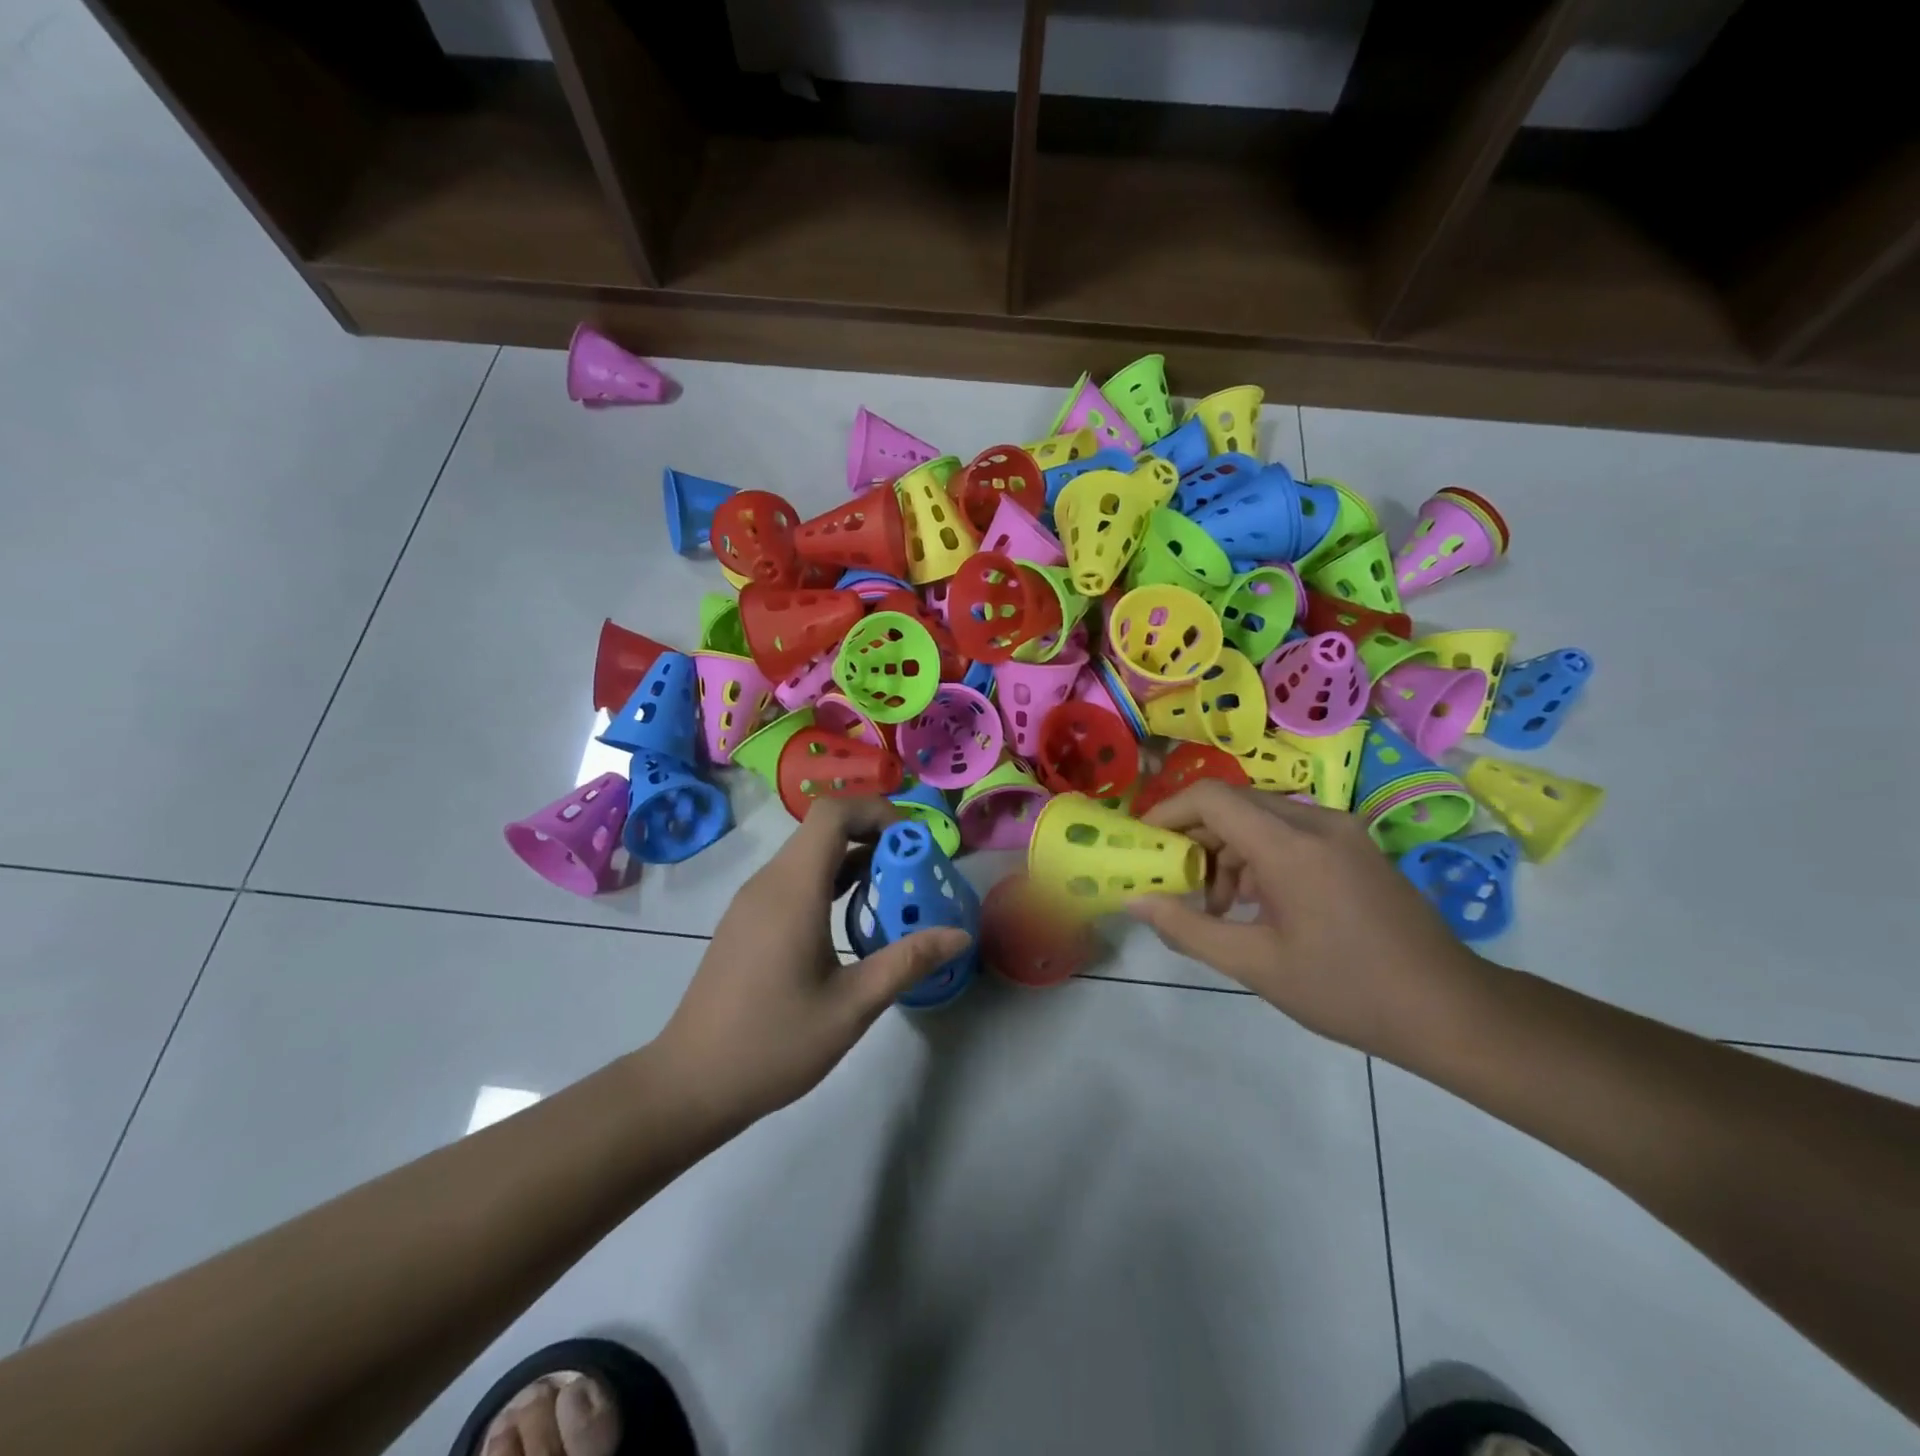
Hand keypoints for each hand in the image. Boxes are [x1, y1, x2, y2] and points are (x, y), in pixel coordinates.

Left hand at [654, 797, 970, 1128]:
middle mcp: (768, 883)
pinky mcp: (746, 921)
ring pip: (807, 854)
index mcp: (793, 891)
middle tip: (913, 867)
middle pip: (822, 828)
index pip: (833, 814)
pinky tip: (852, 916)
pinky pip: (793, 879)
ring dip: (852, 858)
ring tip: (892, 889)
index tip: (914, 842)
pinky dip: (828, 880)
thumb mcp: (852, 1006)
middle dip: (873, 834)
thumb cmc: (773, 1043)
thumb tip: (960, 934)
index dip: (877, 811)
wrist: (690, 1083)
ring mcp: (752, 901)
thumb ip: (907, 962)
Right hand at [1126, 781, 1479, 1057]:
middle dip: (1196, 838)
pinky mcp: (1356, 846)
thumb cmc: (1346, 990)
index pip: (1211, 798)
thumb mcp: (1256, 966)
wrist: (1451, 1011)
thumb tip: (1136, 902)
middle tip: (1178, 883)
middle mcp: (1317, 823)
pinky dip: (1260, 857)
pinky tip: (1258, 904)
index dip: (1168, 812)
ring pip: (1261, 818)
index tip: (1145, 844)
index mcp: (1291, 847)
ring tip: (1219, 907)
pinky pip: (1290, 833)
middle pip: (1234, 804)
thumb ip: (1188, 928)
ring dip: (1228, 851)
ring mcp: (1342, 831)